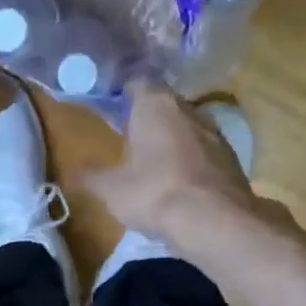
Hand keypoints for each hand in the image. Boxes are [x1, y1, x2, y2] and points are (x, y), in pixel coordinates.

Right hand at [81, 82, 261, 244]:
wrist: (214, 221)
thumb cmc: (154, 193)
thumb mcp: (111, 190)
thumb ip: (91, 178)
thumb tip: (73, 174)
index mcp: (155, 105)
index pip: (138, 84)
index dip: (124, 96)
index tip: (115, 112)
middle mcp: (188, 109)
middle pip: (165, 104)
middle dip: (150, 119)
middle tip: (133, 140)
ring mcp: (215, 132)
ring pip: (188, 126)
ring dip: (174, 139)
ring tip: (158, 163)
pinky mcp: (232, 158)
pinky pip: (206, 150)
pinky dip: (193, 160)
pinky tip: (183, 183)